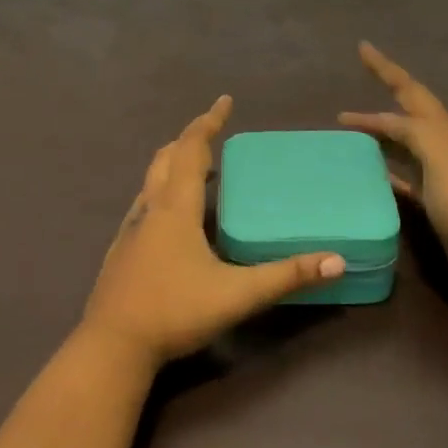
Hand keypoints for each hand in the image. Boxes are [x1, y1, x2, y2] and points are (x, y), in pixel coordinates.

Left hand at [79, 96, 345, 366]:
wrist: (112, 347)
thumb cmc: (174, 311)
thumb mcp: (237, 294)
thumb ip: (286, 276)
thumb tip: (336, 261)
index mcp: (175, 208)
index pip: (190, 150)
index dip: (207, 122)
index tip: (224, 101)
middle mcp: (149, 210)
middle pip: (165, 159)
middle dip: (189, 140)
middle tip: (214, 135)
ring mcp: (131, 230)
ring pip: (151, 182)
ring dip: (174, 166)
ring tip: (201, 171)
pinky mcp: (122, 252)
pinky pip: (145, 206)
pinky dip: (163, 193)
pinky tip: (174, 220)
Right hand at [339, 42, 447, 299]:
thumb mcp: (442, 158)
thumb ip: (414, 133)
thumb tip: (383, 121)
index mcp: (444, 132)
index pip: (409, 92)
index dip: (385, 69)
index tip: (362, 48)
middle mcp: (443, 148)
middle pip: (408, 115)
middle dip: (384, 95)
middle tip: (357, 82)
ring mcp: (441, 177)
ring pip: (405, 146)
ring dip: (381, 135)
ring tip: (350, 134)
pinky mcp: (437, 206)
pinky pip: (406, 180)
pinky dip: (388, 173)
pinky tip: (372, 178)